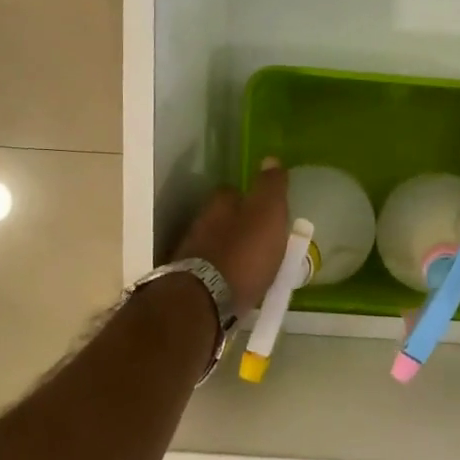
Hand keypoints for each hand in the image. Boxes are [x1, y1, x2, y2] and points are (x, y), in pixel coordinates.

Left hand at [173, 158, 290, 316]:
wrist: (205, 301)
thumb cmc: (244, 254)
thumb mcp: (268, 215)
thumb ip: (270, 187)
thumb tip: (270, 159)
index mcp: (220, 204)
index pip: (234, 192)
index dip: (251, 199)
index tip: (267, 212)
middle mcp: (200, 223)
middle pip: (222, 219)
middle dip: (239, 226)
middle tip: (262, 240)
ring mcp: (191, 253)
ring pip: (216, 245)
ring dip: (231, 251)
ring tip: (253, 266)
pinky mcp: (189, 282)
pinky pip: (212, 271)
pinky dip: (224, 274)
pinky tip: (237, 284)